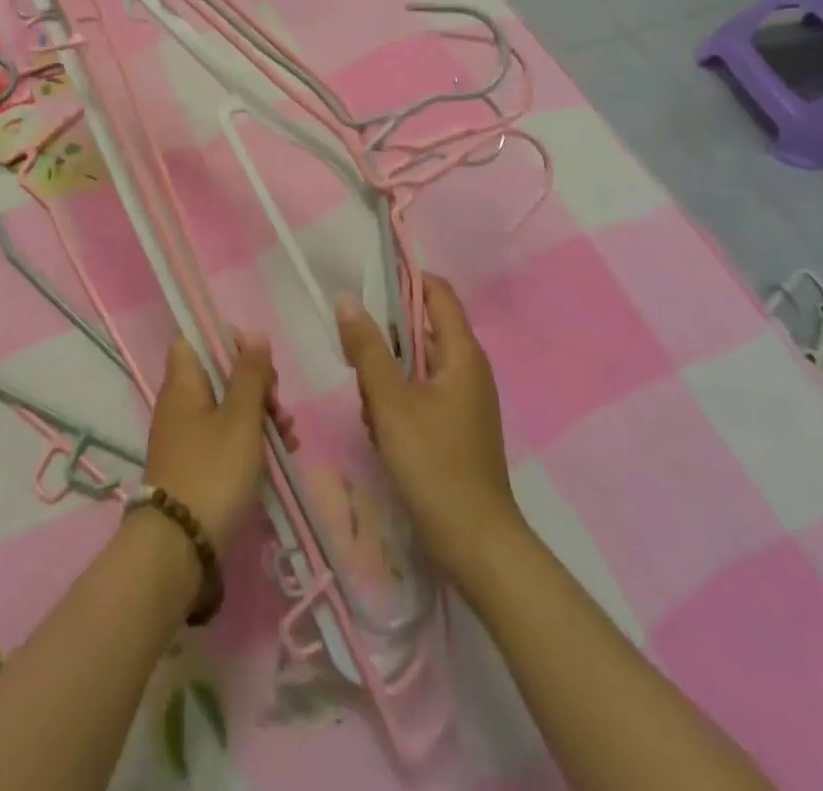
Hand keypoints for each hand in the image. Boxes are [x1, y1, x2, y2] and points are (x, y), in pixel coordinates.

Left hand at [143, 331, 296, 552]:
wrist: (180, 546)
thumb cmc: (213, 470)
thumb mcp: (240, 418)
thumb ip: (250, 375)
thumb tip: (254, 335)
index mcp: (183, 383)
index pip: (195, 340)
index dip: (225, 341)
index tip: (256, 359)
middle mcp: (179, 404)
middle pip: (218, 376)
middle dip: (255, 385)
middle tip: (278, 404)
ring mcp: (186, 437)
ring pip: (227, 409)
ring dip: (260, 416)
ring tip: (289, 436)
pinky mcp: (196, 467)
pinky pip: (225, 439)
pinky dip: (250, 441)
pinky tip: (280, 455)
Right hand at [337, 275, 521, 588]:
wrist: (476, 545)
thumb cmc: (434, 464)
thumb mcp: (391, 401)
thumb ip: (367, 348)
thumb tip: (347, 299)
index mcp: (462, 354)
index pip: (438, 293)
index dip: (405, 278)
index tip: (366, 278)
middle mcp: (468, 370)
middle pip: (422, 329)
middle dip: (386, 336)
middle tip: (353, 349)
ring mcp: (463, 401)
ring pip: (416, 365)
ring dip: (387, 374)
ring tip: (366, 400)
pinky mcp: (454, 428)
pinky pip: (419, 394)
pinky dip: (396, 400)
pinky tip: (379, 428)